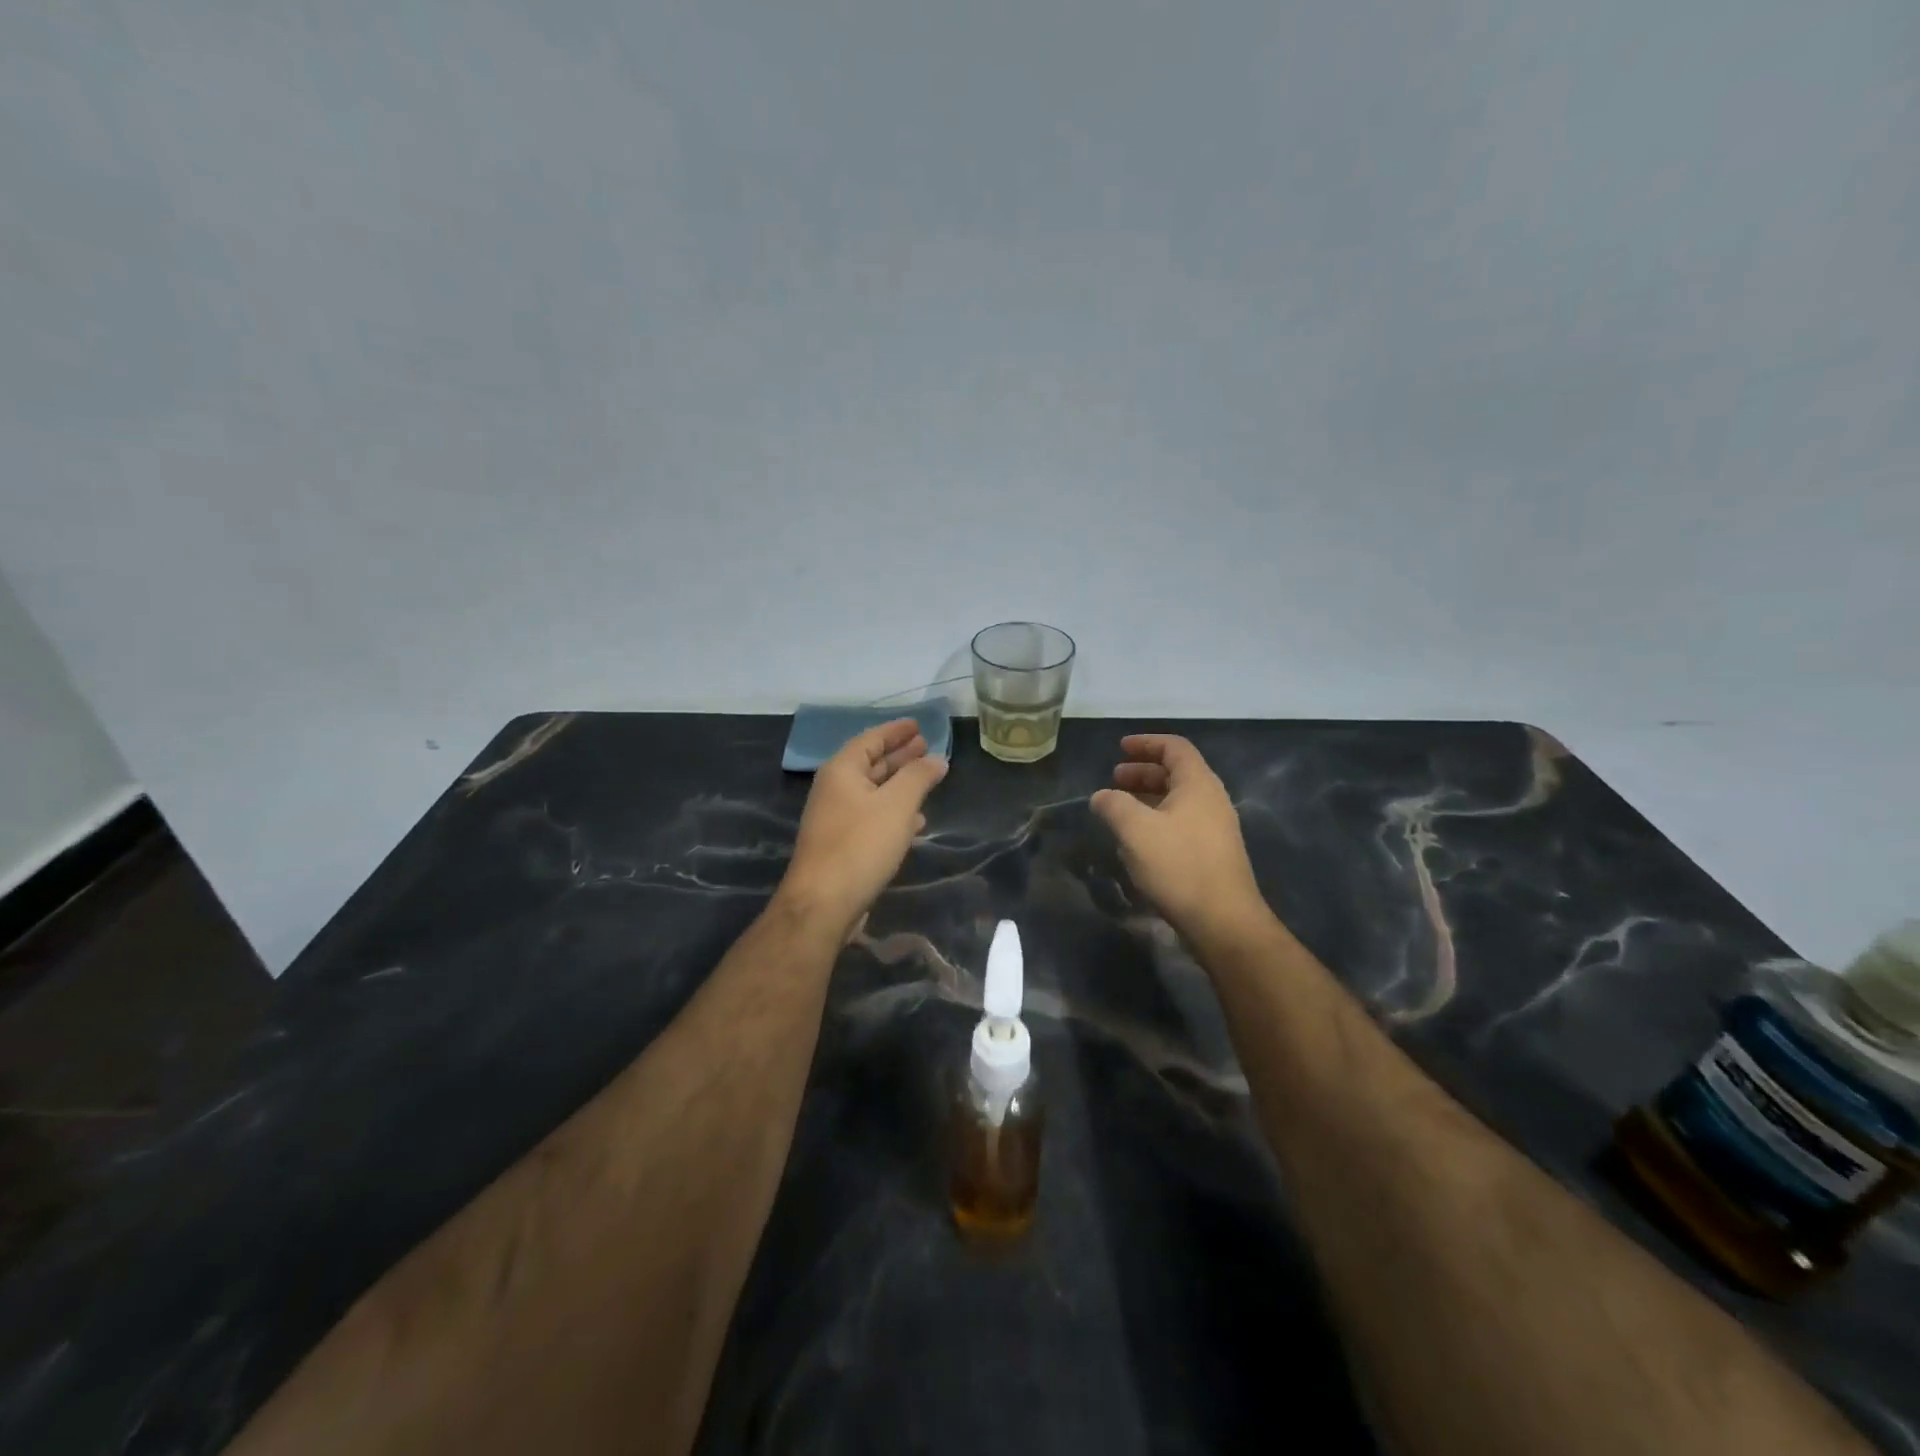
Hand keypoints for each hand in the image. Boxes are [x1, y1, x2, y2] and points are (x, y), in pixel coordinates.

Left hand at [779, 718, 947, 935]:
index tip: (919, 725)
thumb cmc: (860, 845)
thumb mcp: (897, 805)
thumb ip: (918, 777)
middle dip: (899, 755)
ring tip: (927, 778)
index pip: (870, 739)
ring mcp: (836, 819)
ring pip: (873, 792)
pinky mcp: (842, 845)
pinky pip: (872, 817)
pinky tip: (915, 821)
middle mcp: (834, 790)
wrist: (824, 903)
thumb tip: (937, 758)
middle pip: (871, 764)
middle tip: (926, 746)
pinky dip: (893, 812)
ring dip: (899, 784)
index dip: (896, 730)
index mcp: (842, 771)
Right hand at [1090, 734, 1267, 942]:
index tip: (1120, 747)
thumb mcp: (1136, 830)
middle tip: (1114, 778)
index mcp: (1198, 784)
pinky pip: (1181, 823)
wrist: (1223, 921)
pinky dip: (1157, 820)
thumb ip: (1114, 805)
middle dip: (1143, 772)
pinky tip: (1138, 840)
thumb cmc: (1179, 865)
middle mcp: (1212, 800)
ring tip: (1120, 809)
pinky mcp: (1212, 853)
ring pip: (1178, 800)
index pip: (1174, 748)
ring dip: (1148, 797)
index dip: (1146, 743)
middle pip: (1176, 773)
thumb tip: (1101, 796)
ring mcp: (1215, 828)